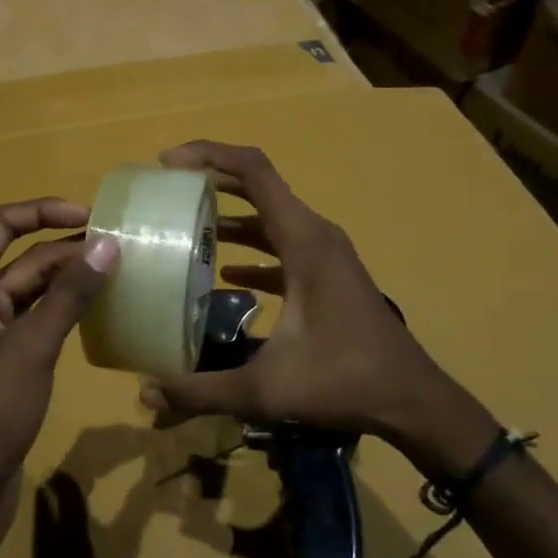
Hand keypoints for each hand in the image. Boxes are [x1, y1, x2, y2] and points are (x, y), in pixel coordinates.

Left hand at [0, 200, 120, 525]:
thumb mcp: (30, 347)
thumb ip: (69, 294)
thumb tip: (109, 244)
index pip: (1, 225)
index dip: (44, 211)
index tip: (93, 216)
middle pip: (21, 259)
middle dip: (67, 250)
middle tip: (123, 249)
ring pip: (32, 292)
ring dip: (69, 281)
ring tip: (120, 273)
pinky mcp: (3, 364)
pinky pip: (36, 322)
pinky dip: (64, 312)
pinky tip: (100, 312)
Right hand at [138, 143, 499, 478]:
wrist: (413, 402)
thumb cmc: (345, 382)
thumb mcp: (266, 389)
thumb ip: (201, 390)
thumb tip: (145, 393)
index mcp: (304, 241)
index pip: (254, 171)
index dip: (209, 155)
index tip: (167, 163)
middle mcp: (315, 235)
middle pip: (258, 184)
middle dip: (210, 178)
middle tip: (166, 189)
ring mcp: (324, 254)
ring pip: (269, 215)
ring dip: (228, 212)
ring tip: (184, 224)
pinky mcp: (326, 274)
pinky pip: (281, 244)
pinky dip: (250, 246)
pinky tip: (224, 273)